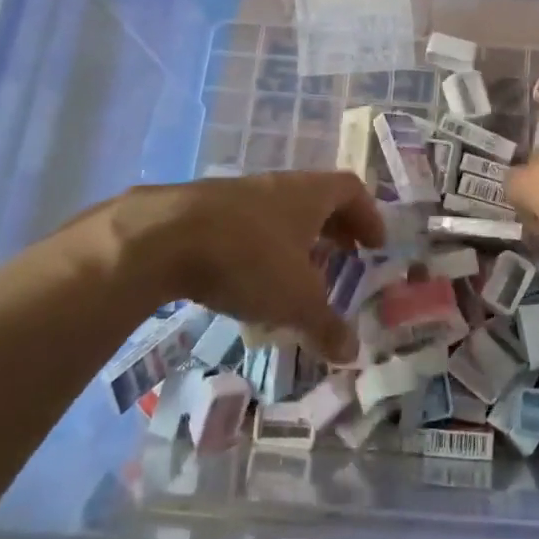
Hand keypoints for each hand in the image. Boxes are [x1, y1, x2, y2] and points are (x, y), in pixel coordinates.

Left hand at [49, 171, 383, 362]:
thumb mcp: (295, 299)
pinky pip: (246, 225)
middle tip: (344, 258)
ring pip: (279, 212)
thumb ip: (326, 325)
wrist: (163, 237)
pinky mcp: (204, 211)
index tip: (375, 245)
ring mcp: (238, 195)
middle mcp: (278, 186)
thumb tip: (352, 351)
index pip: (351, 190)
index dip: (368, 216)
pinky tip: (249, 280)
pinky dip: (259, 248)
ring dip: (295, 239)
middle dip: (334, 229)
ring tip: (297, 275)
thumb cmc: (248, 258)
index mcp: (310, 194)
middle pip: (317, 199)